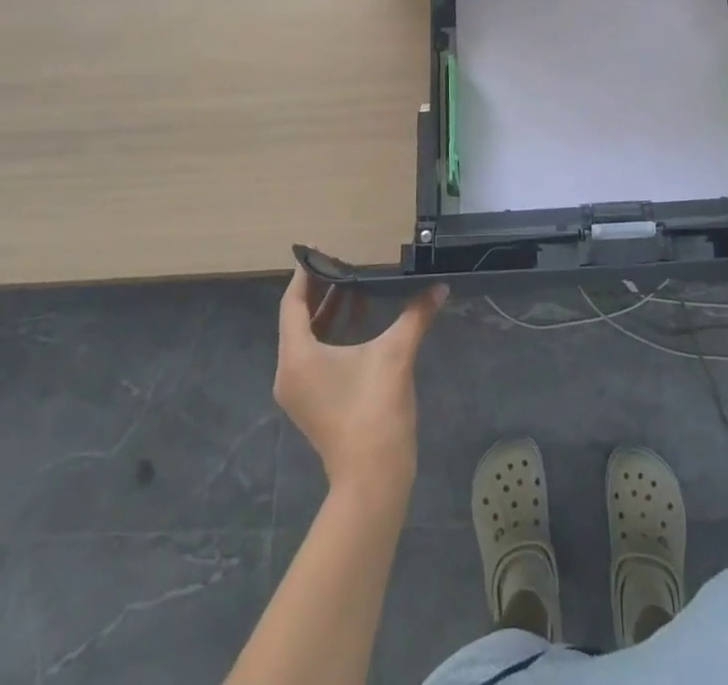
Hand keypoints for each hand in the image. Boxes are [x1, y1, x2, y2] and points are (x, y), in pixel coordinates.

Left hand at [273, 270, 445, 493]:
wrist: (373, 477)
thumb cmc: (375, 409)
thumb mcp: (396, 354)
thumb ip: (416, 314)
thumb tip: (439, 287)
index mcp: (297, 355)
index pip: (292, 303)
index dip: (306, 275)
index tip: (322, 250)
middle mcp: (288, 371)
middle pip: (297, 319)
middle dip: (320, 290)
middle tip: (343, 263)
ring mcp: (298, 390)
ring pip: (306, 338)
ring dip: (328, 312)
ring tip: (354, 285)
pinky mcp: (311, 402)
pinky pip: (313, 355)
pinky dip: (331, 334)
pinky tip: (359, 320)